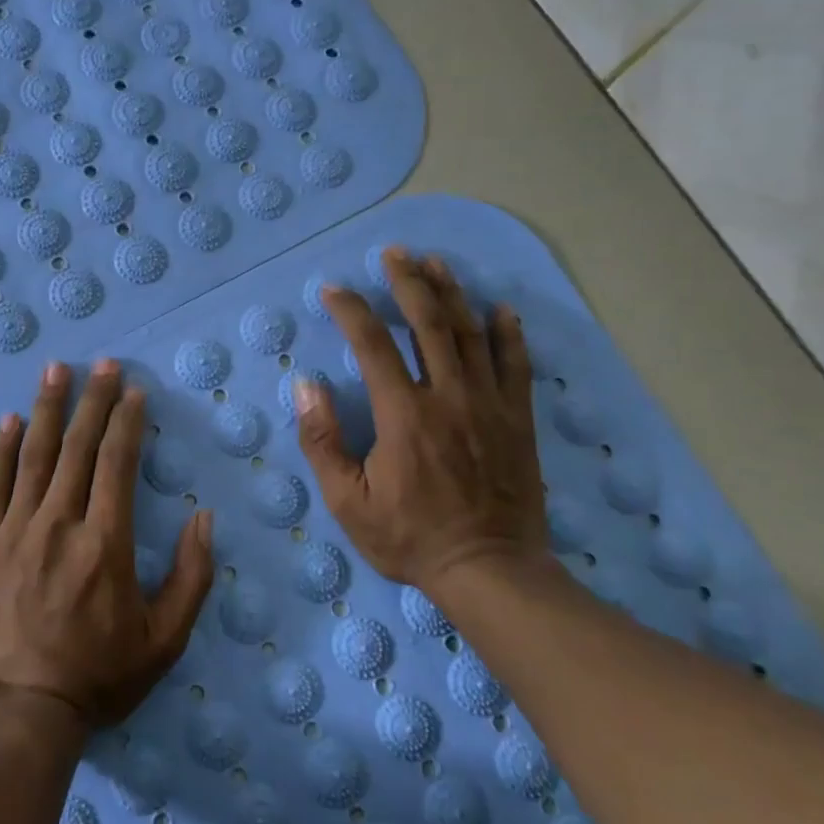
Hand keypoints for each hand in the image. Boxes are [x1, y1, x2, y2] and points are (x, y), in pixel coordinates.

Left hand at [0, 359, 214, 729]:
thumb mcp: (164, 640)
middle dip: (93, 400)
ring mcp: (16, 530)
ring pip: (35, 455)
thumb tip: (205, 518)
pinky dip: (2, 449)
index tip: (133, 391)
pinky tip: (9, 420)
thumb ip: (191, 577)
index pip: (117, 463)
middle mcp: (60, 523)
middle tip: (102, 363)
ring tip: (56, 370)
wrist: (19, 712)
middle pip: (78, 447)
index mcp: (106, 542)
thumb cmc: (97, 677)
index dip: (126, 421)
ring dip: (48, 408)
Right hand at [294, 247, 545, 591]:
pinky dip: (508, 333)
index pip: (371, 343)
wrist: (490, 570)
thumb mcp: (347, 501)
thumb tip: (306, 387)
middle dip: (408, 282)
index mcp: (402, 413)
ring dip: (451, 293)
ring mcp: (488, 404)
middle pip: (427, 322)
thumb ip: (322, 441)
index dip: (350, 310)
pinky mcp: (517, 419)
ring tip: (436, 263)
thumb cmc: (410, 538)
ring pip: (470, 333)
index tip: (333, 290)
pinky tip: (500, 308)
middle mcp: (447, 395)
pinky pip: (515, 364)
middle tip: (395, 253)